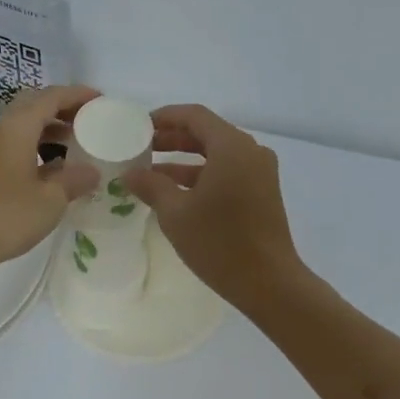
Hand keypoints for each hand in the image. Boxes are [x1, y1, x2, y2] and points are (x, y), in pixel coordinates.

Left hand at [0, 85, 99, 279]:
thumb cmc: (5, 216)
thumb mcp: (50, 200)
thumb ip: (73, 180)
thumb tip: (92, 171)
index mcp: (17, 129)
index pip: (50, 97)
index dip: (77, 95)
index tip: (101, 100)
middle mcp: (1, 133)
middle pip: (33, 106)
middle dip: (62, 107)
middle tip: (88, 119)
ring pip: (23, 127)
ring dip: (50, 129)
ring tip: (76, 143)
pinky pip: (17, 147)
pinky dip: (38, 148)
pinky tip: (53, 170)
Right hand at [123, 104, 304, 307]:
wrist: (269, 282)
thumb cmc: (219, 242)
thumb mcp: (176, 213)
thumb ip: (151, 186)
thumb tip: (130, 173)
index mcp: (232, 147)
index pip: (194, 116)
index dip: (165, 117)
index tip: (139, 126)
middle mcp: (250, 152)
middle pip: (207, 133)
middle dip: (173, 138)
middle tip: (141, 147)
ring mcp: (260, 173)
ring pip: (217, 155)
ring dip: (184, 160)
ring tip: (151, 172)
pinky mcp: (262, 193)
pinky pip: (228, 172)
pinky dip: (202, 176)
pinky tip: (175, 192)